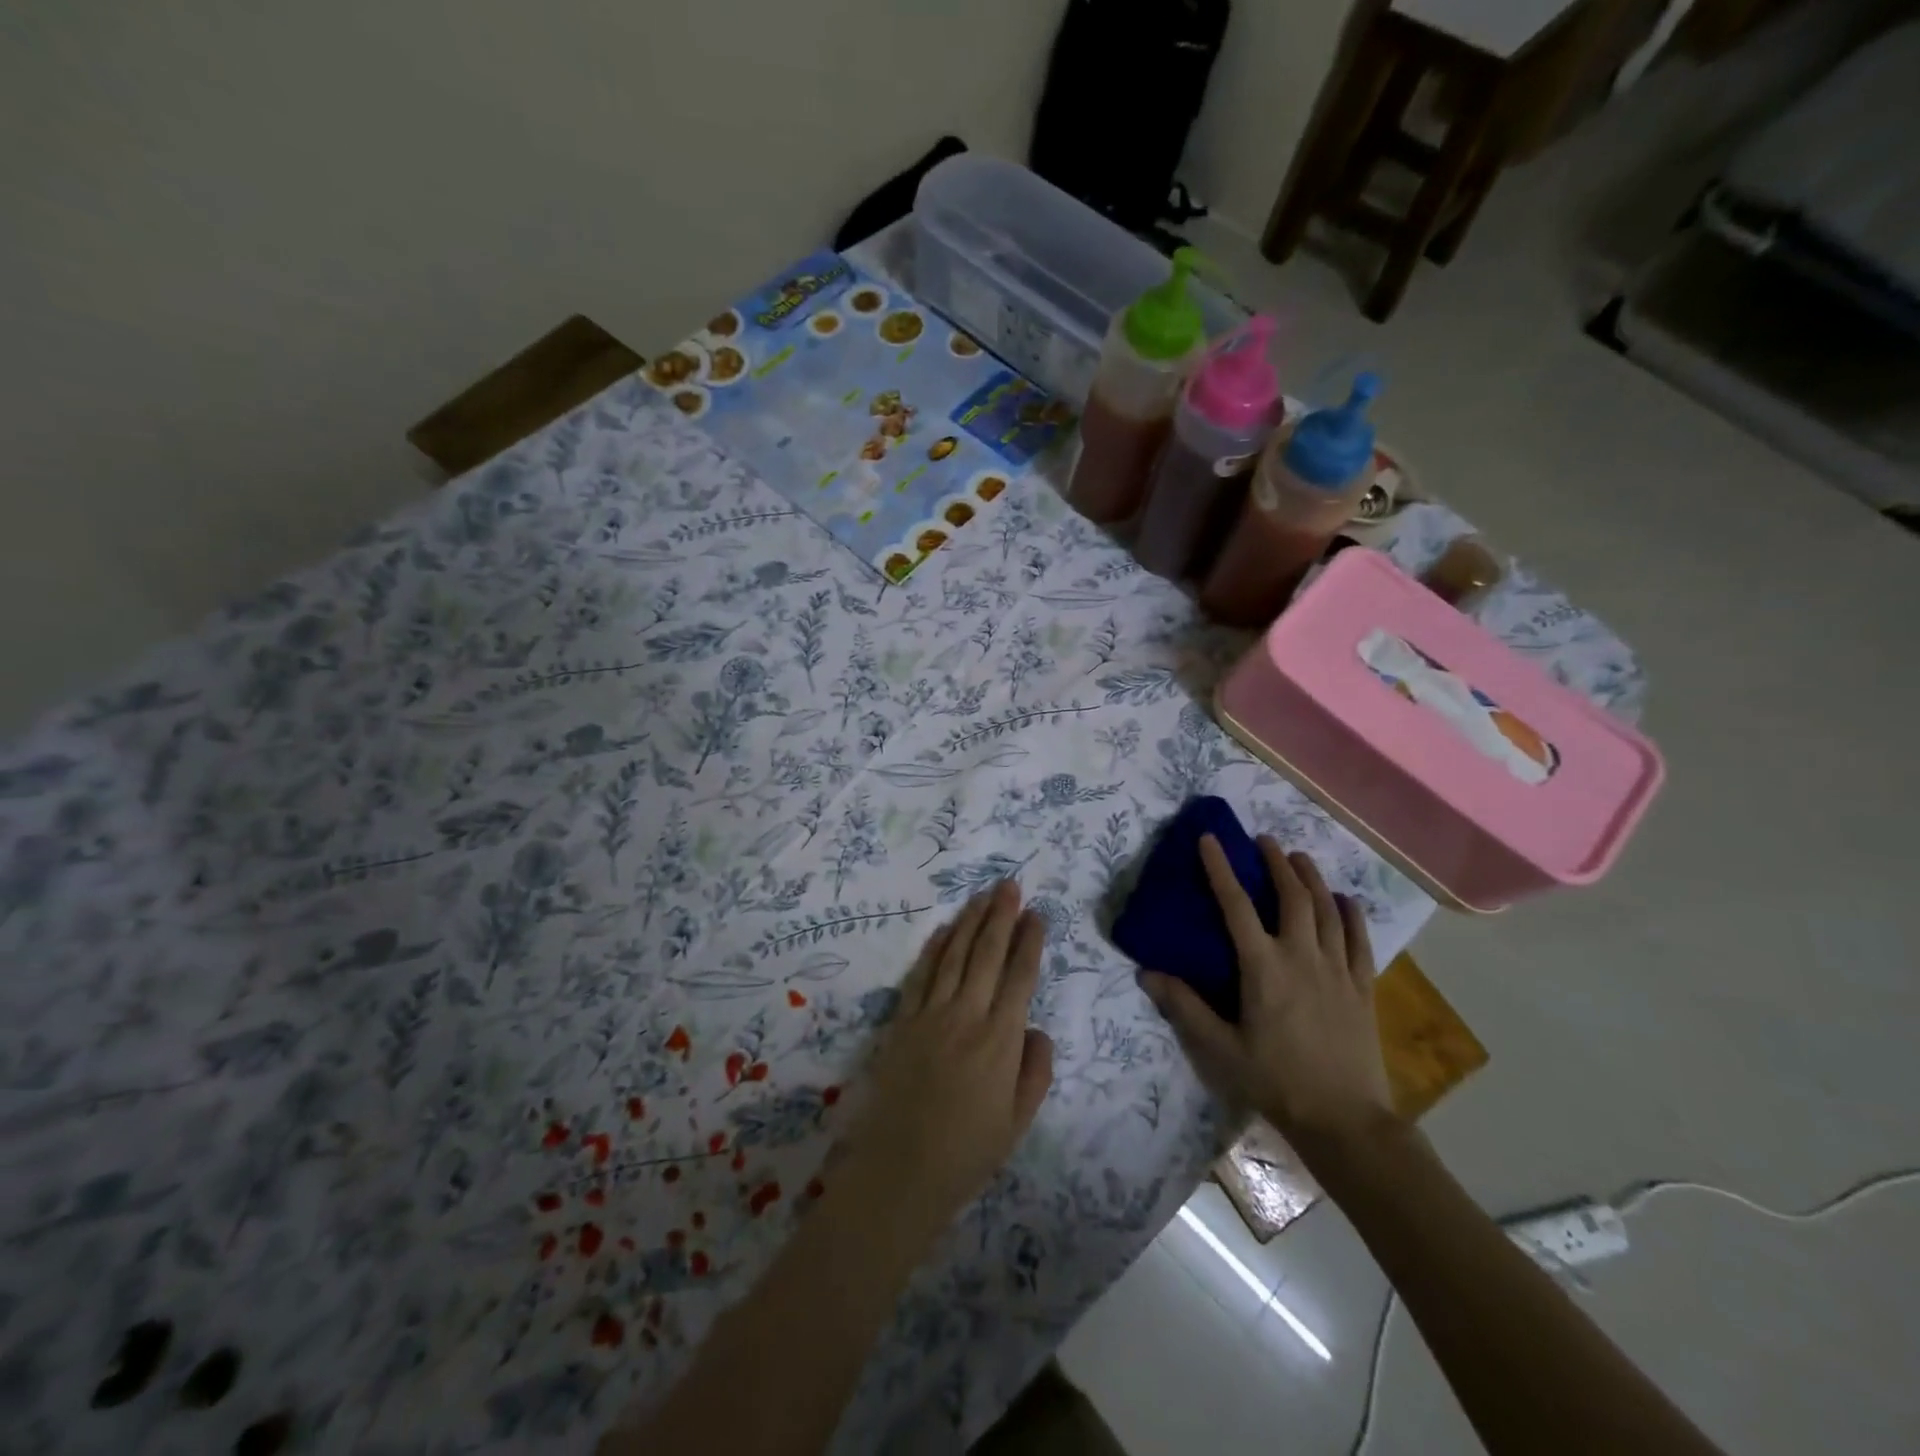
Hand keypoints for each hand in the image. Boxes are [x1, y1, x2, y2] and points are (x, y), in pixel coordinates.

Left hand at [842, 881, 1054, 1235]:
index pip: (1020, 976)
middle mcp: (967, 1015)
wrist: (900, 1171)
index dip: (1029, 942)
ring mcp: (930, 1014)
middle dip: (1001, 916)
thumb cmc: (966, 1153)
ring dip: (969, 921)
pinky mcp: (902, 1021)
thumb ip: (1034, 1070)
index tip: (1036, 915)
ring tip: (982, 896)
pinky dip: (934, 948)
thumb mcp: (1017, 1121)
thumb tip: (1035, 1028)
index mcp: (1000, 1039)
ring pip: (954, 955)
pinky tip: (943, 930)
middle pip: (987, 954)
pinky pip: (920, 975)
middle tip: (1009, 885)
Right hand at [1139, 835, 1395, 1154]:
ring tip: (1299, 858)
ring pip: (1327, 909)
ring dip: (1311, 878)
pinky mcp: (1362, 987)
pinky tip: (1345, 900)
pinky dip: (1351, 913)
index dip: (1220, 868)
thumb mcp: (1220, 1049)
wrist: (1346, 1120)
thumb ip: (1184, 1007)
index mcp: (1263, 967)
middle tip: (1264, 841)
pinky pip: (1359, 939)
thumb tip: (1146, 973)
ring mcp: (1337, 969)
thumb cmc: (1276, 1081)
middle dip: (1277, 862)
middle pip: (1291, 896)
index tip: (1210, 839)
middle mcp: (1301, 956)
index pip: (1236, 905)